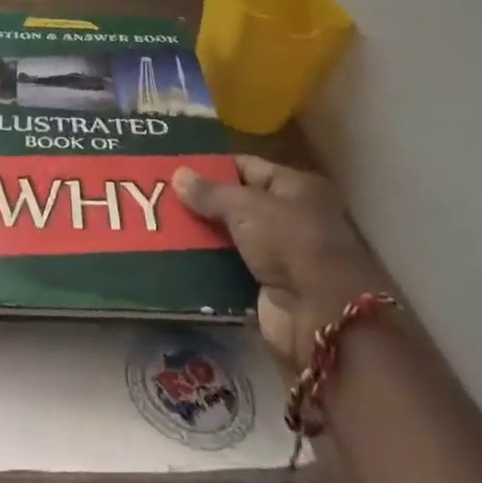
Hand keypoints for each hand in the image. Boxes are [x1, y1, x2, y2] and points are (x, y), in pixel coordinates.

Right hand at [172, 156, 383, 365]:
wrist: (322, 316)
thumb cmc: (291, 243)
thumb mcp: (247, 207)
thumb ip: (210, 193)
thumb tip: (177, 174)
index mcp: (295, 187)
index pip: (247, 167)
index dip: (214, 166)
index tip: (176, 166)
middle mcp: (289, 217)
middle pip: (237, 203)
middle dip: (202, 202)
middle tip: (159, 195)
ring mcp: (278, 255)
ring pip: (230, 238)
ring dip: (201, 235)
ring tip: (159, 225)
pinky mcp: (266, 288)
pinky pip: (229, 270)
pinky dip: (207, 266)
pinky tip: (174, 258)